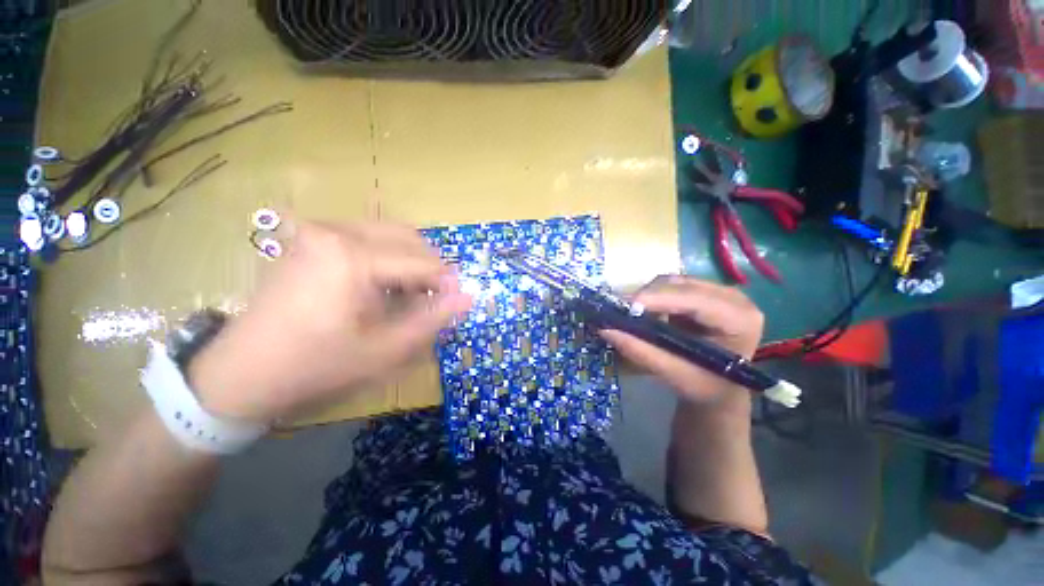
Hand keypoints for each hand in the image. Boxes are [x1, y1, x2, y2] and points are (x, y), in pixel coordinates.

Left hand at [188, 221, 472, 422]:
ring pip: (390, 235)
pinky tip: (384, 286)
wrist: (242, 373)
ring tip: (410, 294)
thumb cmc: (316, 366)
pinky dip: (388, 258)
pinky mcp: (312, 239)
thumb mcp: (384, 350)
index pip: (421, 262)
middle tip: (433, 299)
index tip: (458, 301)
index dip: (446, 282)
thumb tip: (468, 297)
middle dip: (430, 269)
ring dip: (411, 262)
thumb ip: (432, 319)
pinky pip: (368, 238)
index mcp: (352, 256)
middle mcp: (336, 231)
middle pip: (408, 238)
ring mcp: (320, 231)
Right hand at [600, 276, 763, 408]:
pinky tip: (645, 311)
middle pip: (682, 286)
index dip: (659, 300)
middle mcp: (734, 298)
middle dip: (648, 297)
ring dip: (649, 296)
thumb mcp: (674, 374)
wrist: (720, 390)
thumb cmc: (705, 387)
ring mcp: (719, 292)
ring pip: (673, 282)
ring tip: (631, 314)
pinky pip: (671, 286)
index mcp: (740, 320)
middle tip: (621, 312)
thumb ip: (641, 352)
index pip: (695, 301)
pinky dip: (653, 296)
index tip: (626, 307)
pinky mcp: (703, 292)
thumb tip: (605, 330)